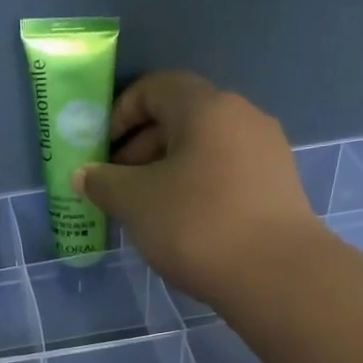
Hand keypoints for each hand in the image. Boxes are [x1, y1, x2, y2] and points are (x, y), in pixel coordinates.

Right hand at [73, 72, 325, 307]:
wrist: (276, 275)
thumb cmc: (197, 225)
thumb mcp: (135, 202)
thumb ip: (103, 183)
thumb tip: (84, 174)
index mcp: (207, 107)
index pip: (156, 87)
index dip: (121, 113)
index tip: (102, 149)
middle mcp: (243, 117)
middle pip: (182, 117)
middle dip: (141, 147)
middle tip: (116, 185)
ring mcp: (266, 152)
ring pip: (204, 149)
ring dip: (167, 171)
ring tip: (145, 209)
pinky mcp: (278, 187)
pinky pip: (225, 173)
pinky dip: (196, 187)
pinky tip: (182, 224)